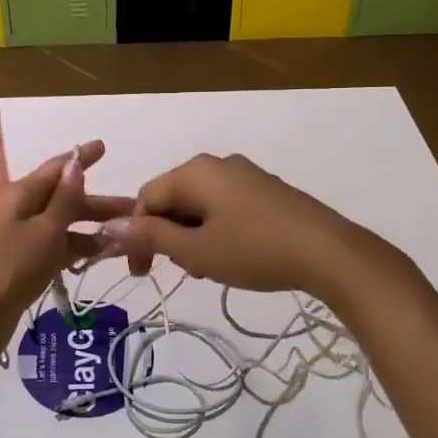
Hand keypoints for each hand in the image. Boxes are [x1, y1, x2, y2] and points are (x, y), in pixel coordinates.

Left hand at [0, 141, 133, 358]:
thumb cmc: (10, 268)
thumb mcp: (44, 231)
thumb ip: (64, 200)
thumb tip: (75, 163)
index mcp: (21, 196)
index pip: (56, 168)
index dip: (80, 158)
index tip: (103, 146)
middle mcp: (22, 212)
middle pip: (64, 199)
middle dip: (98, 202)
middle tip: (136, 208)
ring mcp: (23, 240)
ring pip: (64, 226)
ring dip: (93, 228)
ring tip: (129, 236)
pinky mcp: (25, 266)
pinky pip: (58, 248)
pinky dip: (79, 249)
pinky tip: (103, 256)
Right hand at [100, 153, 361, 294]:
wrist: (329, 252)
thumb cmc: (255, 250)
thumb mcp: (196, 250)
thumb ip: (151, 236)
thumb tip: (108, 226)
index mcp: (194, 172)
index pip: (146, 197)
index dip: (136, 234)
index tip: (142, 273)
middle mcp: (216, 164)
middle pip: (172, 198)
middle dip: (167, 235)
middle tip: (180, 271)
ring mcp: (244, 174)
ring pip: (199, 205)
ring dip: (191, 236)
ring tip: (207, 269)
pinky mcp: (265, 190)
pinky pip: (224, 205)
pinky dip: (215, 230)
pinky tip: (232, 256)